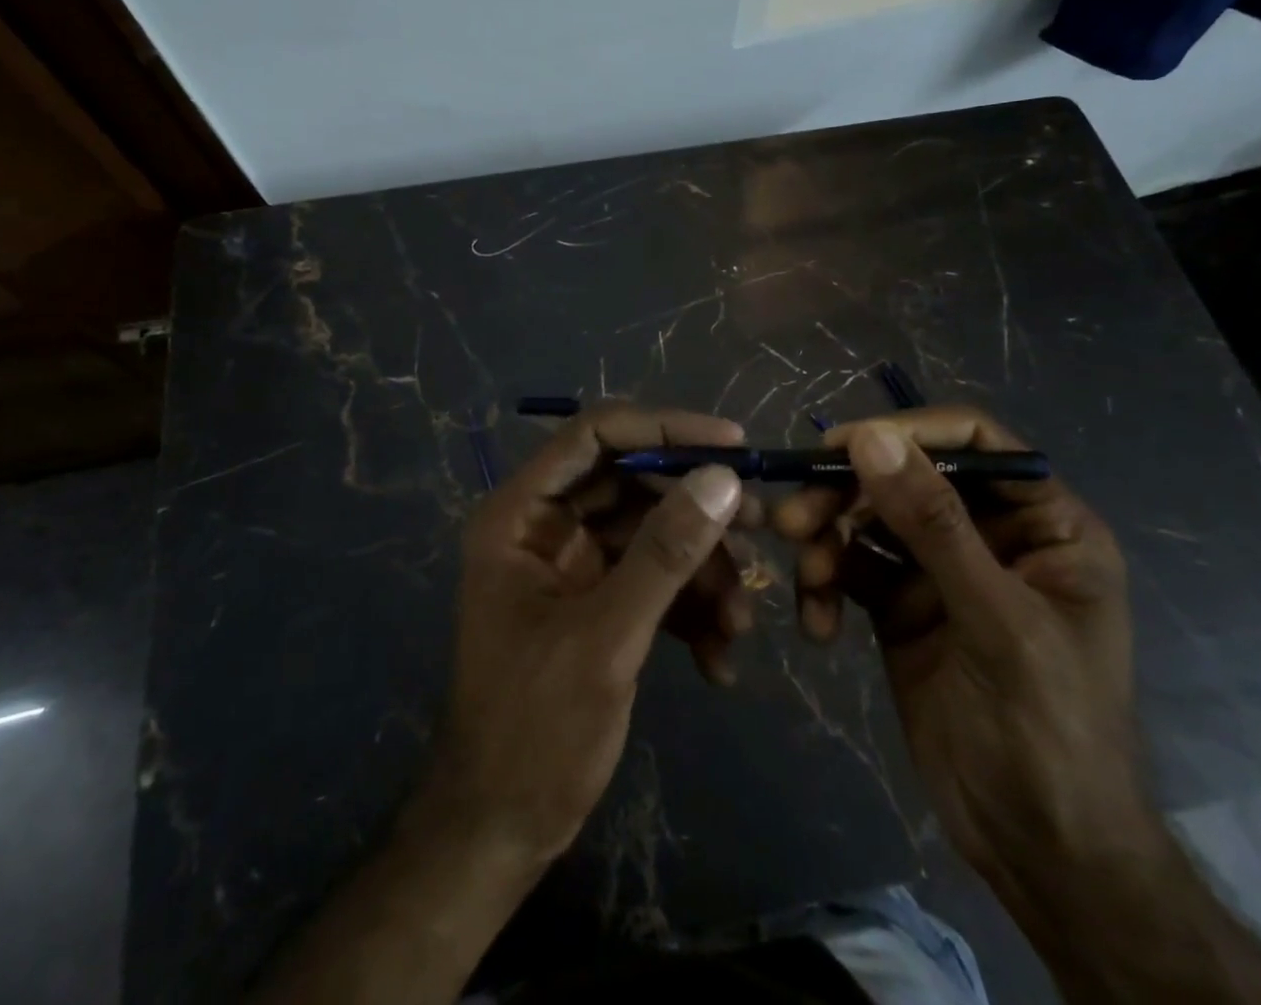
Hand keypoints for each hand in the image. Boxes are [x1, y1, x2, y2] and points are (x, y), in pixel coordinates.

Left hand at [419, 404, 748, 866]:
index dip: (664, 427)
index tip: (732, 443)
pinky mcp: (597, 601)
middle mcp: (544, 525)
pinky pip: (653, 579)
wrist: (501, 832)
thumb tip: (723, 479)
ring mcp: (572, 564)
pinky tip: (718, 659)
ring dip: (702, 570)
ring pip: (652, 533)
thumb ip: (664, 553)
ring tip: (740, 622)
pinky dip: (689, 609)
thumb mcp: (606, 638)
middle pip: (632, 482)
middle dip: (696, 510)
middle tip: (760, 527)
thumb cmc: (534, 731)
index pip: (594, 435)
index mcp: (520, 514)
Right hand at [773, 408, 1149, 900]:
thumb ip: (934, 524)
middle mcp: (988, 534)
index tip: (841, 445)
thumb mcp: (996, 619)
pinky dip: (826, 586)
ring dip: (827, 541)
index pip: (971, 441)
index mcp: (1043, 523)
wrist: (1039, 850)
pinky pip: (850, 569)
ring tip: (807, 578)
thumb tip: (871, 437)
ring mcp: (939, 570)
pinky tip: (819, 624)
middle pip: (904, 477)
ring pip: (867, 520)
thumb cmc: (1049, 728)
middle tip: (795, 519)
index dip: (906, 432)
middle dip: (847, 495)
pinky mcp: (900, 605)